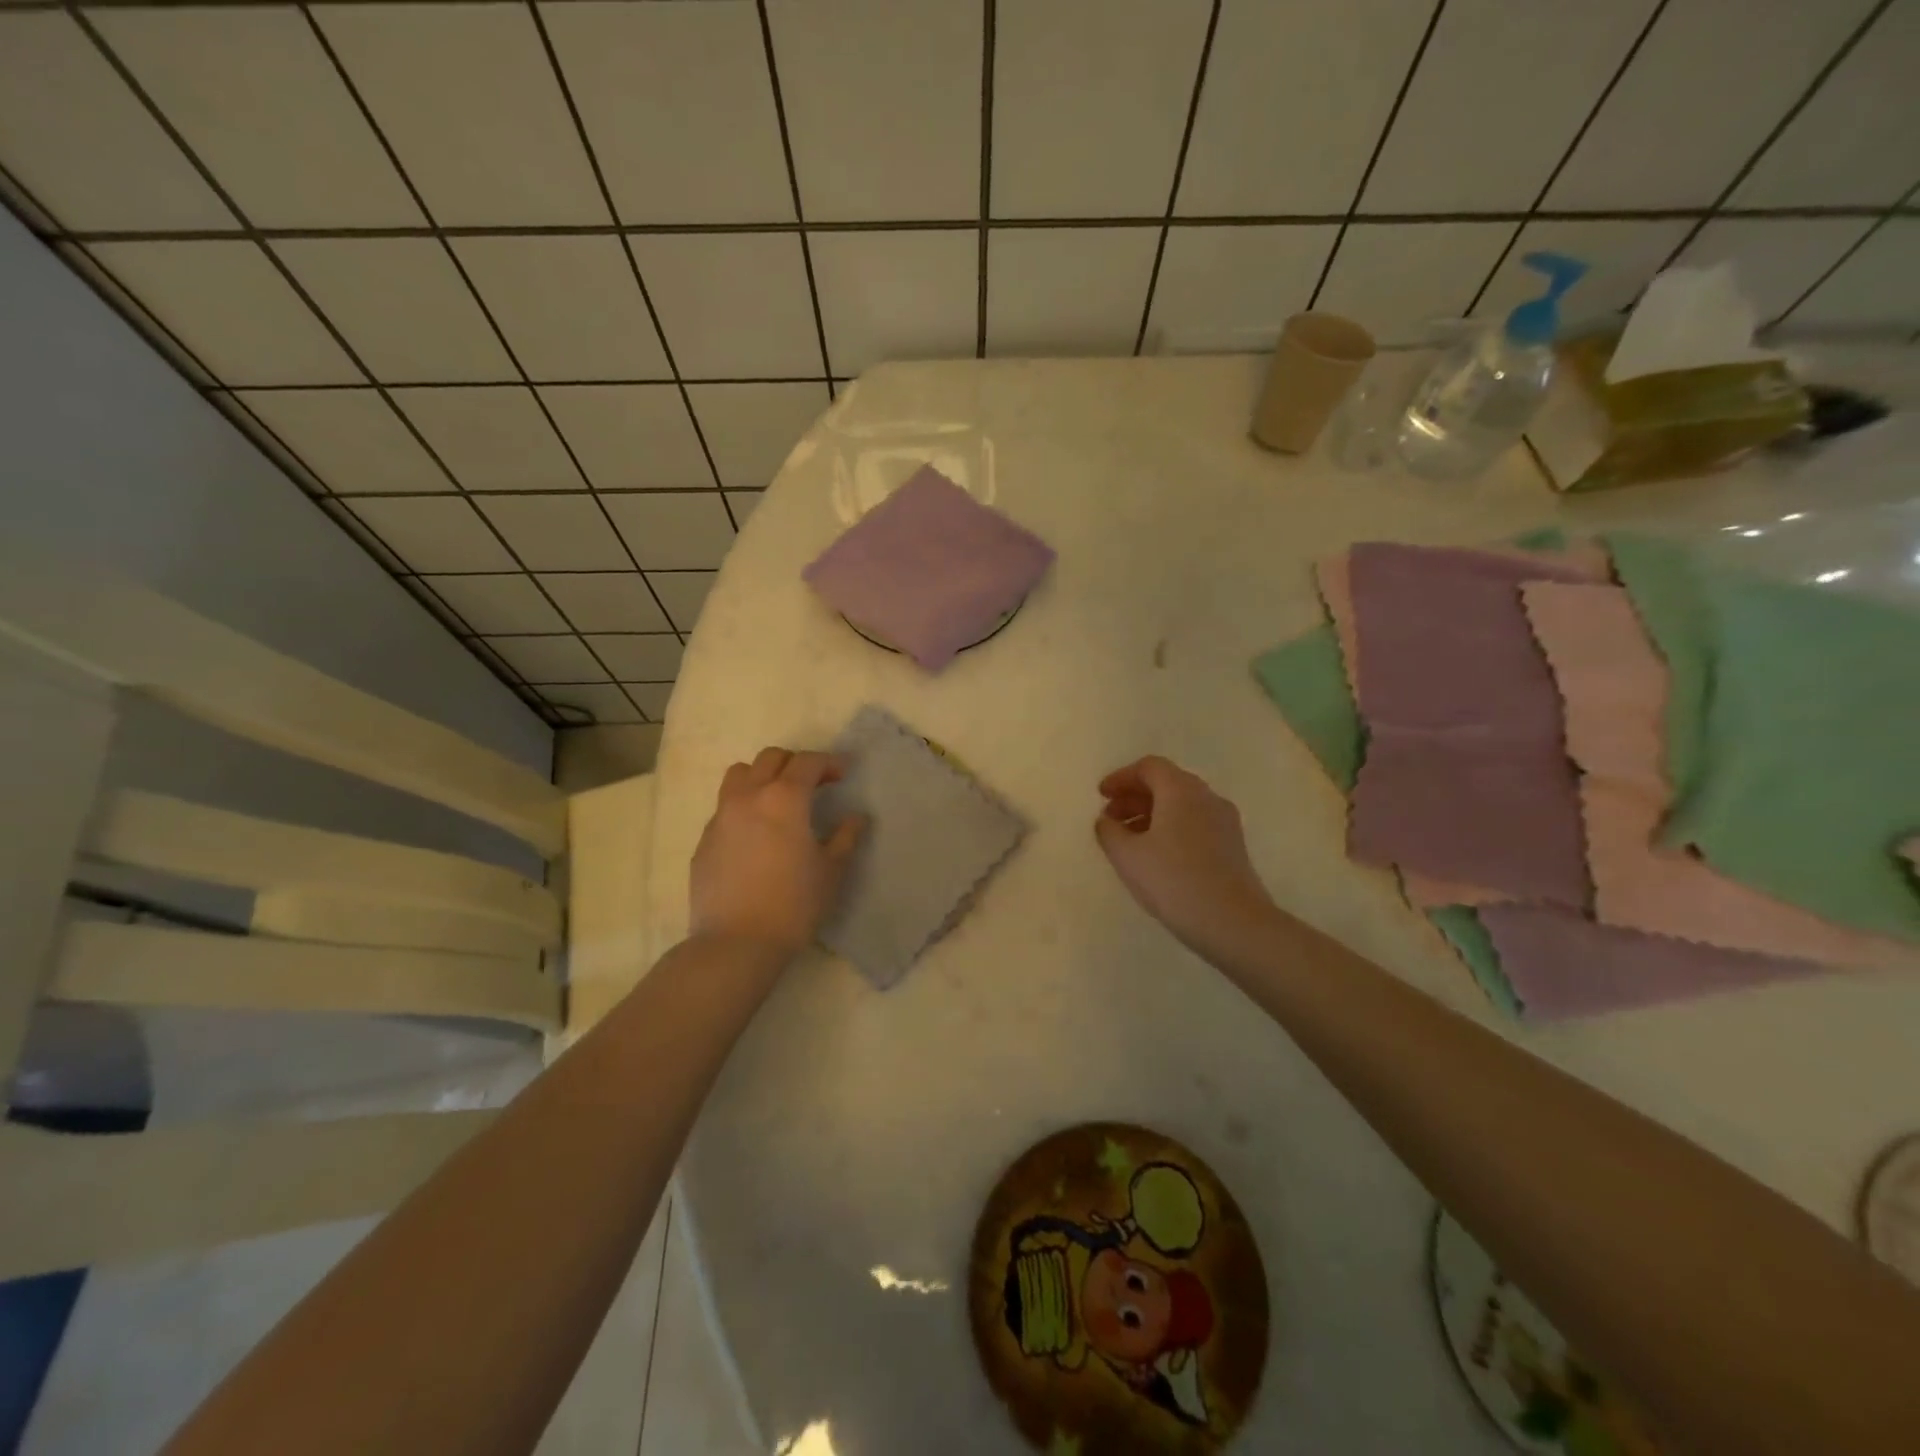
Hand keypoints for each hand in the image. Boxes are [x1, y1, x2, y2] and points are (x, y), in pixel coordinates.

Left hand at [690, 747, 865, 958]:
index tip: (843, 774)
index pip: (807, 762)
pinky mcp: (704, 841)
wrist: (736, 943)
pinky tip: (756, 836)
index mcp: (784, 799)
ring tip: (778, 800)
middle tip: (814, 784)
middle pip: (770, 758)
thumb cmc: (794, 904)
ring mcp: (721, 817)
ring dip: (762, 776)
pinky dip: (744, 807)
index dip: (829, 763)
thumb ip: (846, 837)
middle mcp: (748, 797)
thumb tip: (856, 818)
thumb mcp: (832, 871)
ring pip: (739, 775)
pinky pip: (725, 808)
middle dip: (795, 764)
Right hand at [1095, 756, 1277, 963]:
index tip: (1101, 795)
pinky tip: (1156, 855)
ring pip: (1182, 804)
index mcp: (1181, 790)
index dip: (1121, 777)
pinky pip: (1195, 823)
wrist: (1233, 923)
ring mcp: (1224, 821)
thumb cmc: (1173, 881)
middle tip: (1110, 817)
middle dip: (1135, 796)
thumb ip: (1109, 831)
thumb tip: (1107, 820)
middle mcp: (1206, 797)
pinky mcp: (1232, 845)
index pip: (1149, 767)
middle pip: (1167, 783)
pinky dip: (1170, 828)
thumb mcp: (1127, 856)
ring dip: (1151, 813)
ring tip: (1129, 839)